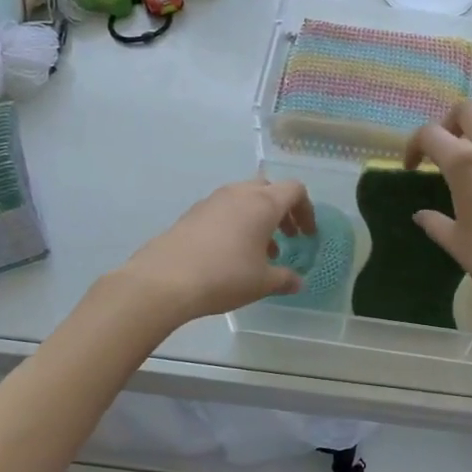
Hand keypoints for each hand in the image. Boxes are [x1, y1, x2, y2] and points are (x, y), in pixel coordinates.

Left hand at [116, 176, 316, 327]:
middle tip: (287, 236)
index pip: (295, 190)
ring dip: (258, 217)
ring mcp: (212, 200)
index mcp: (263, 203)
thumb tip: (298, 282)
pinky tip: (231, 253)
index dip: (306, 210)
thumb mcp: (262, 283)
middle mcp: (239, 193)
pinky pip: (224, 209)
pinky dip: (236, 222)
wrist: (164, 280)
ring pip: (244, 198)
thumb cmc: (225, 276)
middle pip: (269, 188)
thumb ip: (285, 279)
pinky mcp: (192, 213)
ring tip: (260, 250)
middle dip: (282, 210)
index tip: (307, 235)